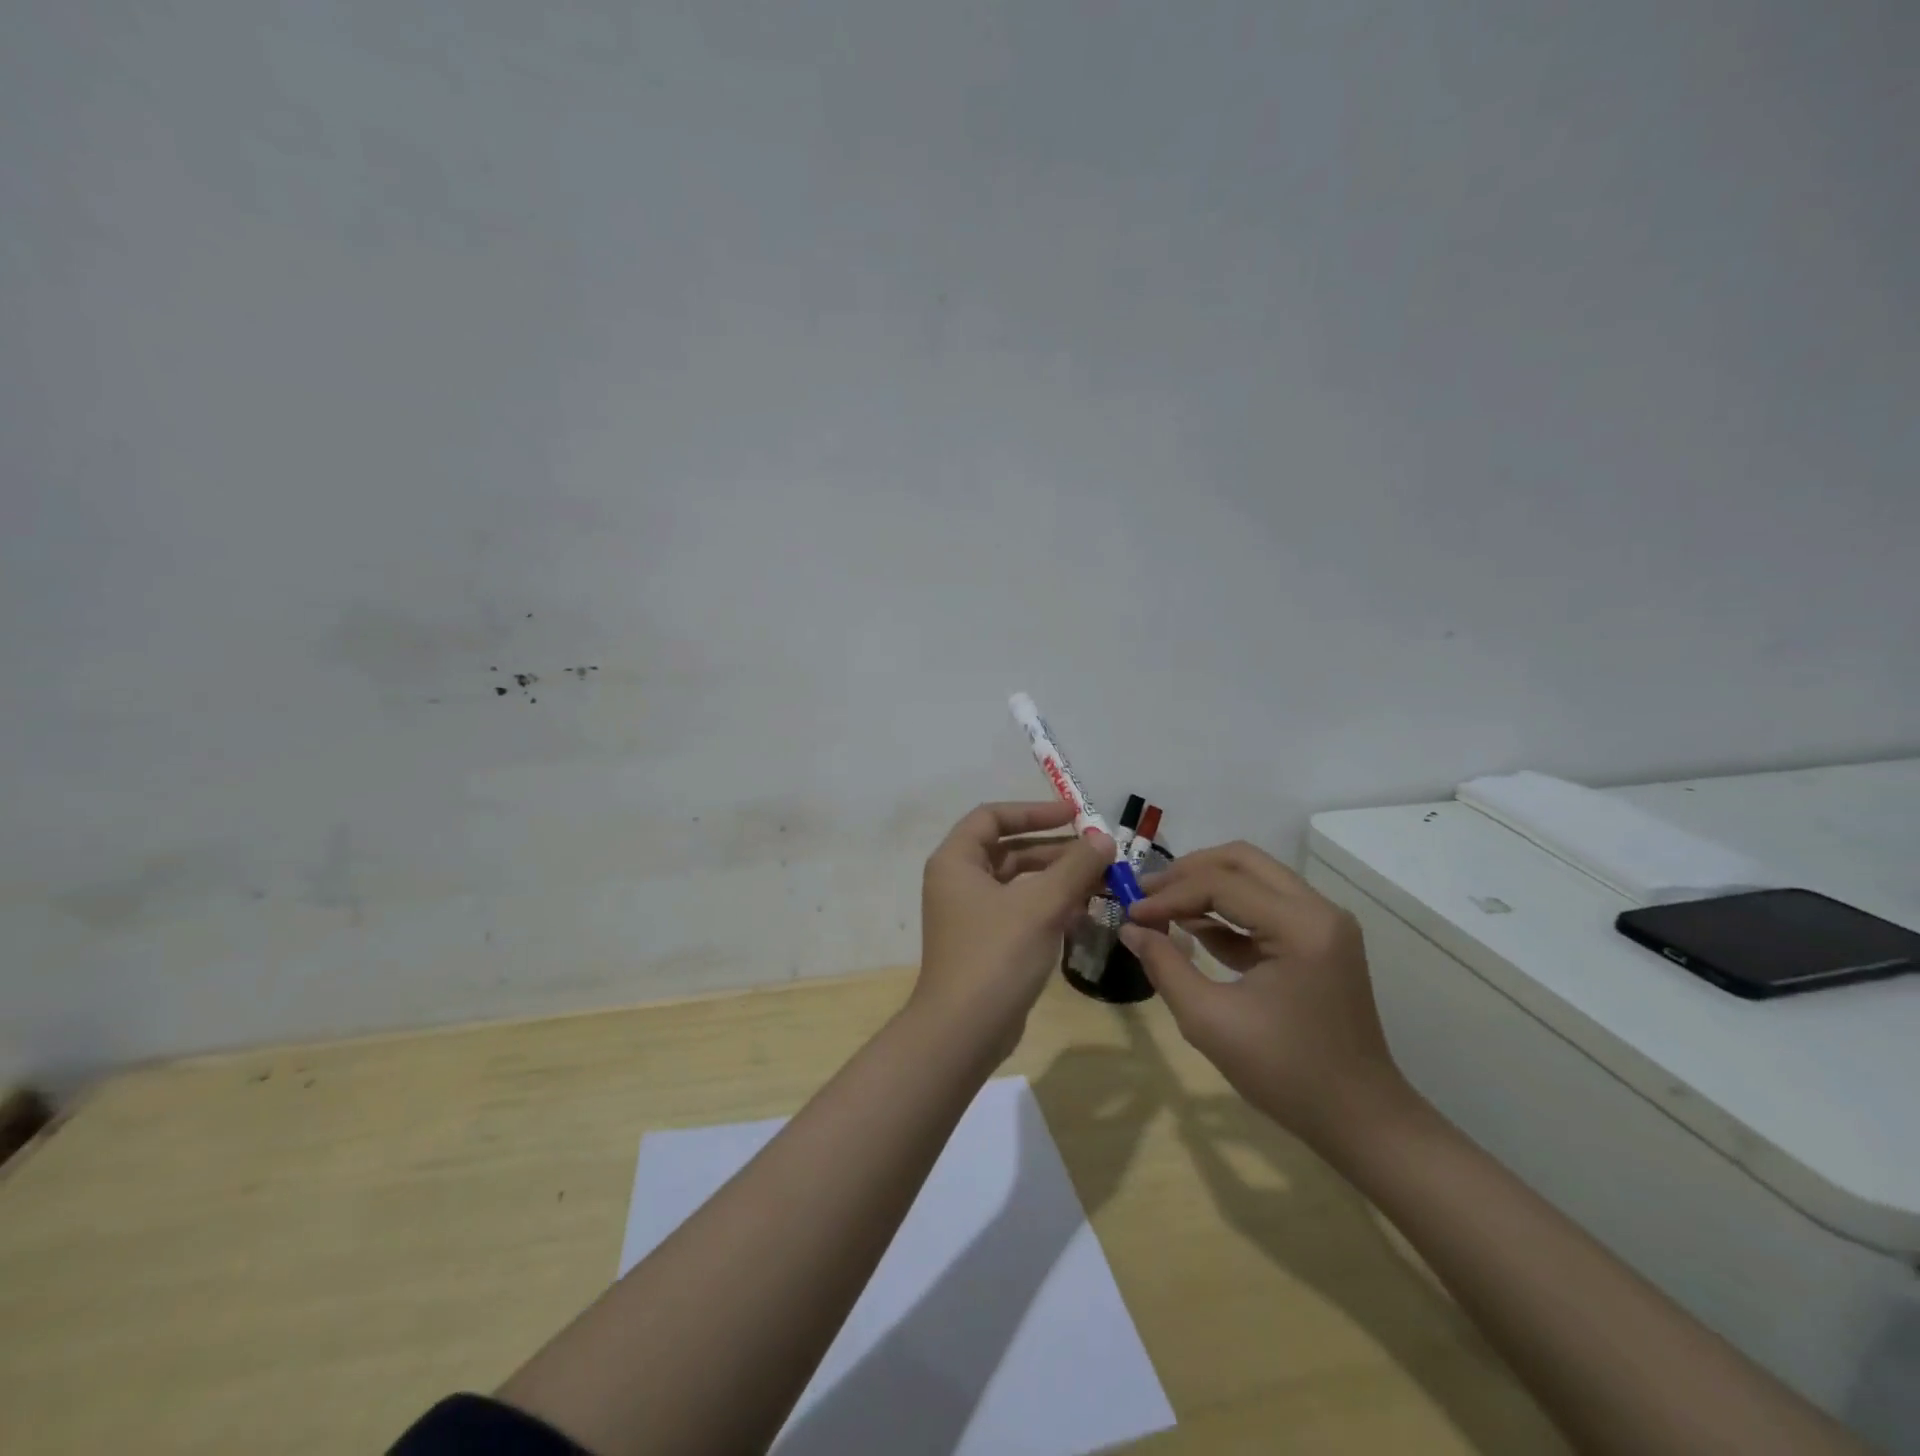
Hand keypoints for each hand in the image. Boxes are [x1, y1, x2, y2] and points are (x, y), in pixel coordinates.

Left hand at [914, 802, 1113, 1060]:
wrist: (964, 1031)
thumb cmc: (996, 955)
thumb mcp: (1041, 905)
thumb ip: (1075, 867)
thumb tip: (1103, 838)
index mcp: (956, 861)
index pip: (992, 817)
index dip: (1034, 811)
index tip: (1075, 815)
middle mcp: (958, 882)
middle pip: (1009, 849)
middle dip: (1054, 849)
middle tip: (1097, 852)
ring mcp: (970, 915)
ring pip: (1018, 883)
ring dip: (1057, 880)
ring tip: (1100, 883)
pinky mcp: (985, 943)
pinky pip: (1020, 911)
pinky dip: (1049, 907)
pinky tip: (1084, 915)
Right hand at [1119, 842, 1409, 1152]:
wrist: (1361, 1120)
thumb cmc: (1286, 1073)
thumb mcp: (1210, 1021)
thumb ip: (1165, 966)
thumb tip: (1129, 929)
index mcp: (1301, 926)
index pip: (1221, 885)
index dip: (1169, 895)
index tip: (1129, 913)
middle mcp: (1318, 910)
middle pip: (1242, 861)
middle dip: (1188, 873)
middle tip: (1146, 895)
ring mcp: (1322, 924)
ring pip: (1254, 878)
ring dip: (1205, 887)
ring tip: (1160, 908)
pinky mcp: (1318, 942)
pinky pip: (1264, 907)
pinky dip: (1226, 911)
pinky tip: (1191, 927)